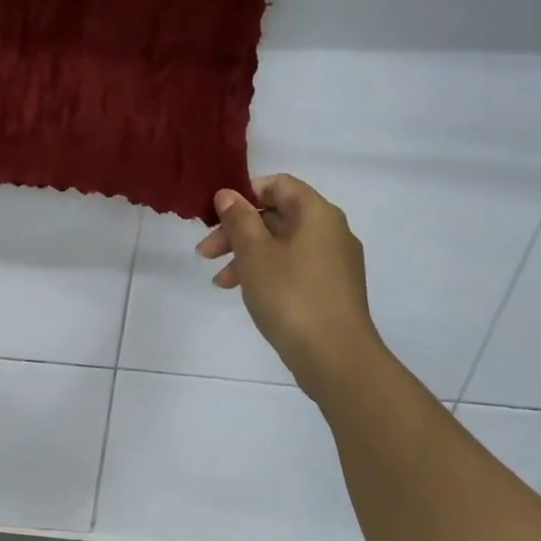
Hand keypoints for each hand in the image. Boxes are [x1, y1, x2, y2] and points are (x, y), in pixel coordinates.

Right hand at [197, 174, 382, 393]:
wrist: (335, 356)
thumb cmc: (290, 295)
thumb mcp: (255, 254)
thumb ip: (239, 220)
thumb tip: (228, 194)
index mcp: (317, 213)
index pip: (279, 184)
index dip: (245, 193)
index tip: (216, 215)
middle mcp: (331, 231)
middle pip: (278, 215)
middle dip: (238, 230)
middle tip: (205, 253)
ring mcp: (334, 262)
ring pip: (283, 245)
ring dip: (247, 255)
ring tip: (220, 281)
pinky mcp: (332, 289)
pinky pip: (294, 268)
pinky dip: (267, 272)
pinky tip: (245, 293)